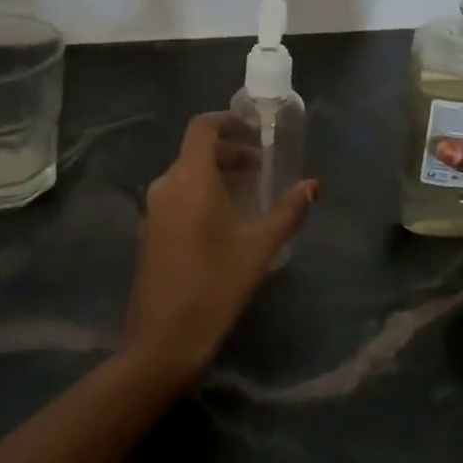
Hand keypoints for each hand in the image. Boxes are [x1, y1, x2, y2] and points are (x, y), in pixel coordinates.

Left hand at [124, 112, 317, 391]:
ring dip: (215, 175)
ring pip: (185, 175)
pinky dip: (200, 194)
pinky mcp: (149, 233)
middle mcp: (166, 186)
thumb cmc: (215, 286)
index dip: (227, 121)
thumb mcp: (259, 247)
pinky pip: (176, 197)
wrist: (162, 341)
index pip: (203, 128)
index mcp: (190, 179)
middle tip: (260, 166)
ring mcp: (153, 210)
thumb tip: (313, 186)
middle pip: (196, 152)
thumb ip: (288, 212)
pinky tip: (222, 221)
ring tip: (246, 193)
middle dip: (229, 152)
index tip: (253, 129)